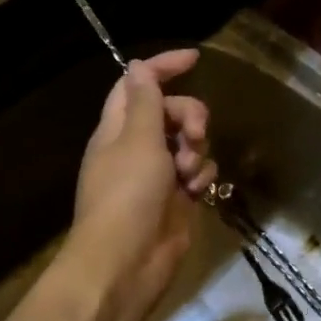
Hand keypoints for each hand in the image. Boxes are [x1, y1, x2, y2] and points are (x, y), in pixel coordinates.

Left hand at [68, 49, 216, 320]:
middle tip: (194, 135)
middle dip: (189, 116)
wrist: (127, 262)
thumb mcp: (138, 140)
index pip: (138, 85)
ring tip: (189, 174)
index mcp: (118, 129)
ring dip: (197, 150)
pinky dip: (201, 176)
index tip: (196, 58)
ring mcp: (159, 174)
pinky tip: (197, 190)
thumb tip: (138, 65)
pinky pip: (199, 172)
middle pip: (171, 112)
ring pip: (190, 142)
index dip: (163, 67)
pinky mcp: (178, 198)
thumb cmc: (127, 195)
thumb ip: (146, 102)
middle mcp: (137, 147)